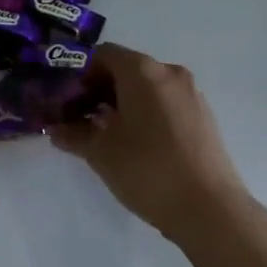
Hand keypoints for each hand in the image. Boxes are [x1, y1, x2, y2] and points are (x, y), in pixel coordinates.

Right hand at [49, 43, 252, 241]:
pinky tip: (139, 145)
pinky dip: (147, 113)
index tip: (68, 102)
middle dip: (100, 90)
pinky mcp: (204, 116)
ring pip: (147, 87)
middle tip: (82, 120)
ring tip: (109, 136)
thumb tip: (55, 130)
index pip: (102, 54)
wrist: (212, 211)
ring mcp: (190, 93)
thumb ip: (74, 134)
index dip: (79, 74)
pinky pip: (166, 102)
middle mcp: (168, 72)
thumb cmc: (148, 170)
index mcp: (142, 70)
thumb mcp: (101, 153)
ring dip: (123, 103)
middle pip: (125, 68)